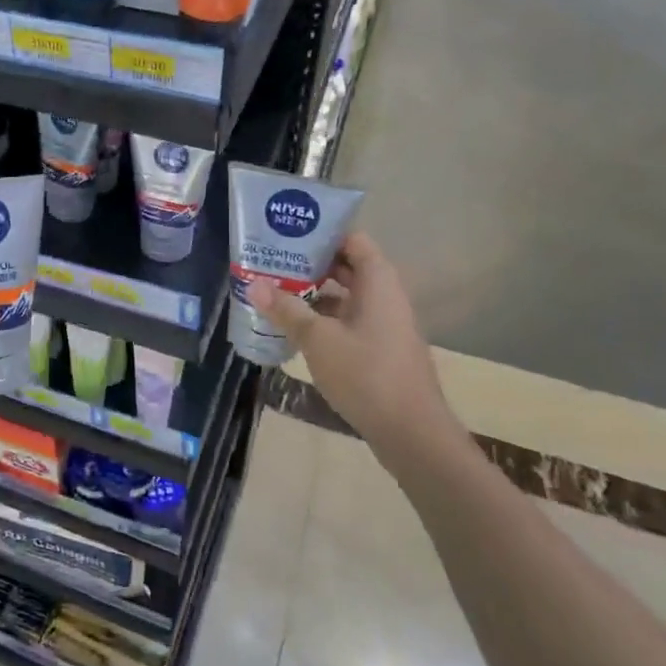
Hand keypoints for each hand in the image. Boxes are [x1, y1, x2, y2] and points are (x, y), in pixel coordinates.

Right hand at [248, 231, 453, 446]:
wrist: (412, 432)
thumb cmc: (366, 374)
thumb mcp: (318, 339)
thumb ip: (286, 309)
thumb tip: (253, 284)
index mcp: (377, 281)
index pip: (351, 239)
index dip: (321, 233)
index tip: (287, 235)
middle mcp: (385, 295)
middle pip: (346, 266)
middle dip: (309, 264)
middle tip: (271, 263)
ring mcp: (385, 324)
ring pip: (345, 296)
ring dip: (314, 293)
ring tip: (275, 293)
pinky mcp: (380, 349)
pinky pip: (349, 320)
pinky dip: (324, 319)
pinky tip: (295, 329)